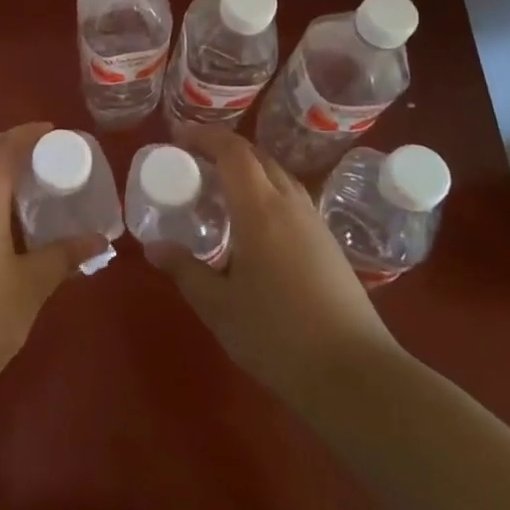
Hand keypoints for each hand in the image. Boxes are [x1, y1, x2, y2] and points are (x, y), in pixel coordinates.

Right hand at [151, 132, 402, 411]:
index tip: (177, 135)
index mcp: (260, 210)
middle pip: (257, 157)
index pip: (232, 152)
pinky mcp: (328, 243)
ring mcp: (314, 222)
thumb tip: (153, 247)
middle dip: (223, 149)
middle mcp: (290, 205)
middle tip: (192, 160)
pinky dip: (265, 191)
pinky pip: (291, 198)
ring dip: (247, 169)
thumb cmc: (278, 336)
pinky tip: (253, 223)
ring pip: (277, 176)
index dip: (204, 136)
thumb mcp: (219, 307)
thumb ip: (185, 270)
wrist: (355, 375)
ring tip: (220, 187)